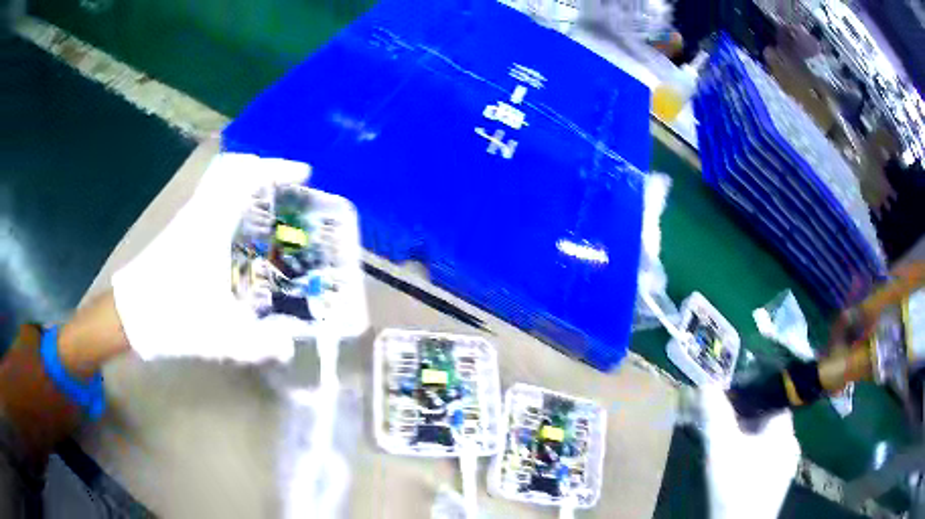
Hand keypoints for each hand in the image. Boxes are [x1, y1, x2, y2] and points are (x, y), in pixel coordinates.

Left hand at [112, 152, 311, 363]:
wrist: (129, 317)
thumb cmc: (171, 317)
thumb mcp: (219, 336)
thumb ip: (258, 345)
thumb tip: (288, 348)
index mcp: (211, 225)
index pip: (245, 175)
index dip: (277, 168)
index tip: (303, 174)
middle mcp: (200, 212)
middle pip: (232, 168)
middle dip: (263, 170)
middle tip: (286, 188)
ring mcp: (188, 219)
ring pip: (220, 181)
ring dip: (247, 182)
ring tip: (271, 205)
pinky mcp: (181, 231)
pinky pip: (212, 198)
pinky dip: (233, 198)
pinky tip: (243, 229)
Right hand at [700, 386, 800, 518]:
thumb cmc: (735, 484)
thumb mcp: (721, 447)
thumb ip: (716, 414)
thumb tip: (708, 383)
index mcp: (784, 428)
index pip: (772, 398)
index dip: (752, 395)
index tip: (730, 400)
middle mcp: (791, 443)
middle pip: (769, 420)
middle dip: (747, 420)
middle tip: (723, 427)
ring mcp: (787, 466)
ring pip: (768, 442)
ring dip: (749, 440)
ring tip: (727, 449)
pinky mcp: (778, 484)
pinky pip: (767, 460)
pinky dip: (753, 458)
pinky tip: (737, 470)